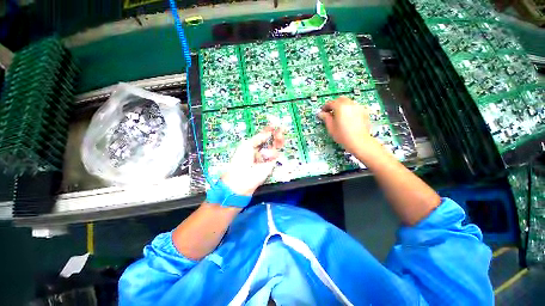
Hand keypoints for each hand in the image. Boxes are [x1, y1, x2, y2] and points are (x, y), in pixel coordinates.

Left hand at [221, 127, 284, 195]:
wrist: (242, 178)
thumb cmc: (240, 159)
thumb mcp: (247, 145)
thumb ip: (259, 138)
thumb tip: (268, 132)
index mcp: (252, 145)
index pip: (262, 136)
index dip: (268, 130)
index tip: (274, 124)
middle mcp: (260, 150)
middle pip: (270, 140)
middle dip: (275, 133)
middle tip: (280, 127)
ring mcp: (266, 156)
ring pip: (275, 146)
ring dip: (278, 140)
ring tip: (279, 135)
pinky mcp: (271, 163)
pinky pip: (275, 154)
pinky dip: (273, 152)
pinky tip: (267, 154)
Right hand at [317, 96, 377, 155]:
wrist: (359, 142)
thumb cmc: (343, 135)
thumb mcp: (331, 127)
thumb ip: (326, 118)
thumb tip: (321, 113)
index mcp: (340, 107)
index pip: (330, 103)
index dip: (325, 107)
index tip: (322, 112)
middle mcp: (350, 104)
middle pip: (340, 99)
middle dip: (334, 104)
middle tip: (330, 112)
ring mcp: (358, 107)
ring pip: (348, 102)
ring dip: (342, 106)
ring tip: (339, 115)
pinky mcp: (363, 112)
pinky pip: (354, 107)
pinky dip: (349, 109)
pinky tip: (347, 117)